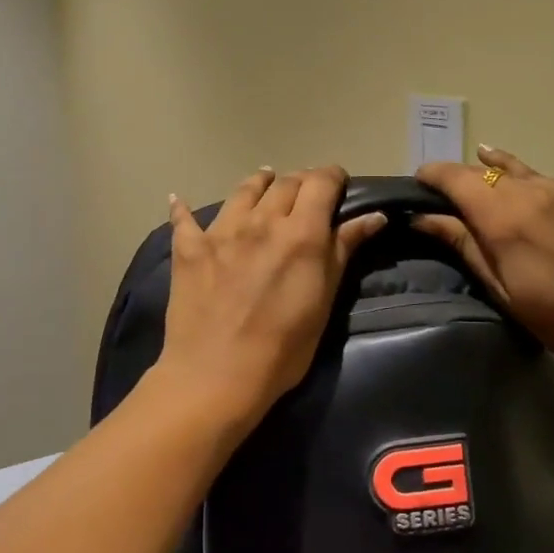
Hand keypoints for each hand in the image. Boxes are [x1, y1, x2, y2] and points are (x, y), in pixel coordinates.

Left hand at [156, 166, 386, 437]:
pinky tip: (179, 201)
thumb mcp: (324, 301)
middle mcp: (261, 220)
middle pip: (285, 182)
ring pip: (243, 190)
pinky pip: (183, 218)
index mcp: (300, 232)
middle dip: (300, 182)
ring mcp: (221, 231)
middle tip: (306, 194)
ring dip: (259, 183)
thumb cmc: (284, 347)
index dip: (332, 177)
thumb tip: (374, 215)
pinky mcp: (189, 249)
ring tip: (264, 183)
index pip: (320, 182)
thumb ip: (344, 251)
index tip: (338, 184)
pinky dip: (183, 208)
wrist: (217, 375)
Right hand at [414, 146, 553, 369]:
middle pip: (479, 170)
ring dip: (485, 175)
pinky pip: (536, 176)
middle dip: (455, 179)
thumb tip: (422, 218)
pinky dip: (515, 175)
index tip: (415, 187)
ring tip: (472, 186)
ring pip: (509, 168)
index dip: (430, 176)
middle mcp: (527, 190)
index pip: (454, 177)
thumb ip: (462, 244)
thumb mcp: (500, 287)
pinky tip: (510, 182)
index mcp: (502, 216)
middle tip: (441, 200)